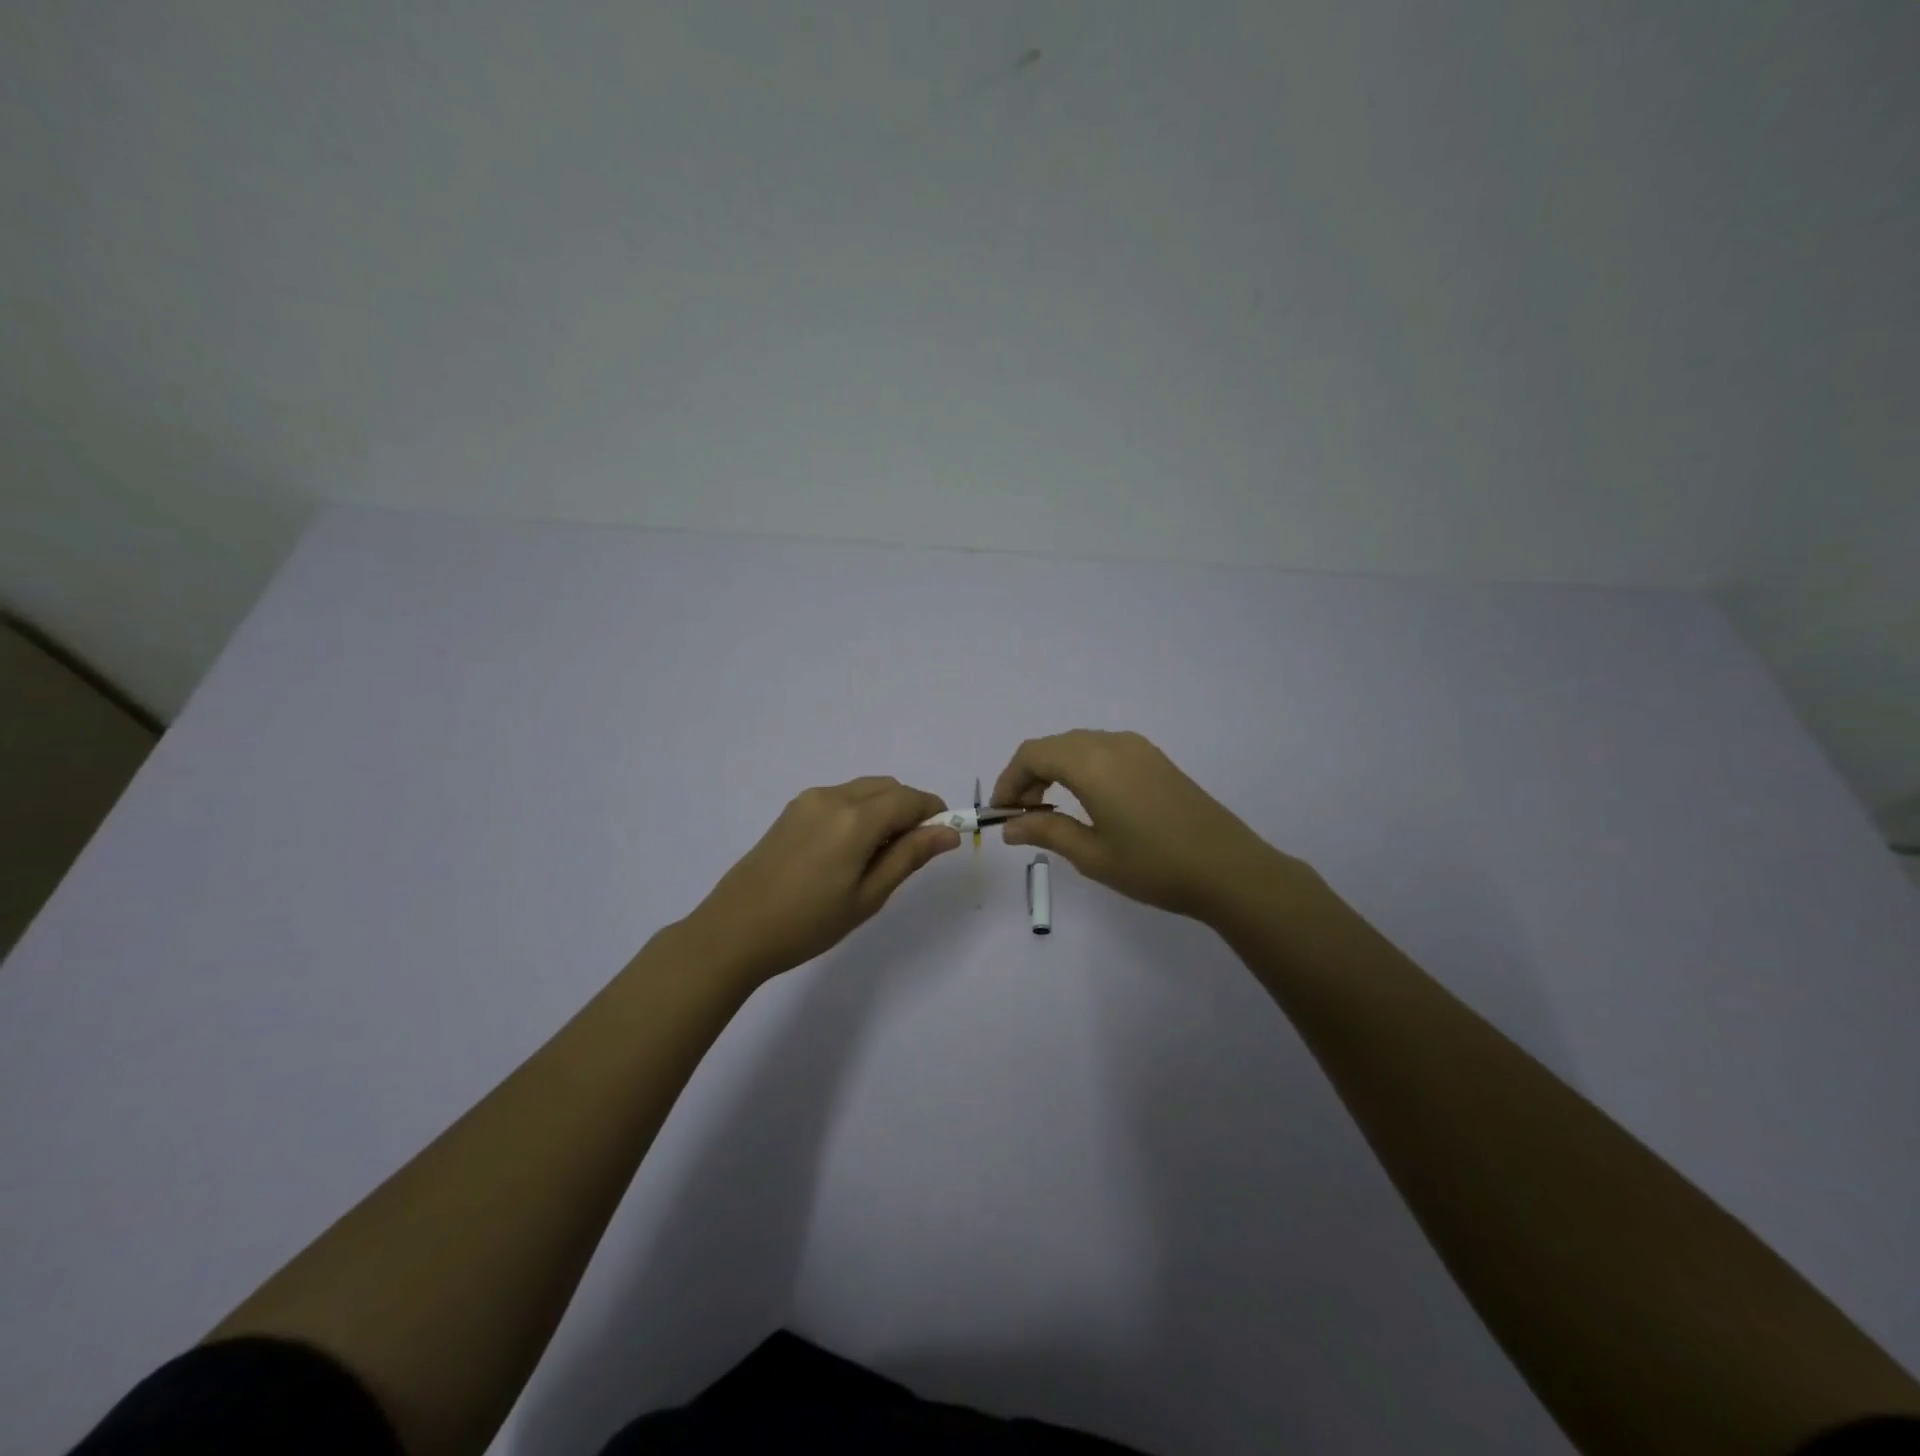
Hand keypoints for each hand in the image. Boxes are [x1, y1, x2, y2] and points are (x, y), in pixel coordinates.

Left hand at [683, 777, 960, 983]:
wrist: (735, 930)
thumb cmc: (808, 923)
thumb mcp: (868, 896)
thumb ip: (909, 857)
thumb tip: (948, 832)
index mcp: (856, 819)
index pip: (910, 799)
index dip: (934, 812)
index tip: (943, 837)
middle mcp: (834, 797)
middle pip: (888, 788)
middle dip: (910, 809)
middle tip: (910, 853)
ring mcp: (809, 800)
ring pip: (864, 790)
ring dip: (884, 809)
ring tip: (877, 856)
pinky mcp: (792, 810)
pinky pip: (840, 798)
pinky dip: (859, 811)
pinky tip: (848, 850)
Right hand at [993, 730, 1294, 922]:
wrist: (1229, 869)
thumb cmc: (1154, 866)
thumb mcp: (1092, 855)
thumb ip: (1046, 833)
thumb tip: (1010, 827)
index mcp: (1091, 763)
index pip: (1032, 755)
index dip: (1009, 780)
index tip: (1002, 813)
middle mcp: (1112, 743)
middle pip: (1053, 746)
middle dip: (1029, 776)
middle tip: (1022, 816)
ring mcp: (1137, 748)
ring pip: (1078, 745)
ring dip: (1055, 770)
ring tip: (1050, 812)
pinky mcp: (1155, 759)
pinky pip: (1103, 750)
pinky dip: (1081, 768)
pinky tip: (1086, 801)